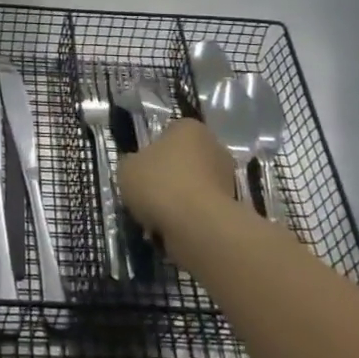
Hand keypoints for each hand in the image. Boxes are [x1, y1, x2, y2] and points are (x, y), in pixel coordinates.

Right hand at [118, 119, 240, 239]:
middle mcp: (214, 146)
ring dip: (179, 199)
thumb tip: (137, 168)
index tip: (141, 169)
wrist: (197, 226)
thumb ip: (131, 164)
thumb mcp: (126, 169)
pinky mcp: (232, 208)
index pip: (169, 132)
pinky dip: (189, 217)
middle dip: (169, 176)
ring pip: (193, 186)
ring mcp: (227, 177)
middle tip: (148, 194)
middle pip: (184, 159)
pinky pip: (202, 209)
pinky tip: (173, 229)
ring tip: (157, 218)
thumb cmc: (160, 184)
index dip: (152, 150)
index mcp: (190, 128)